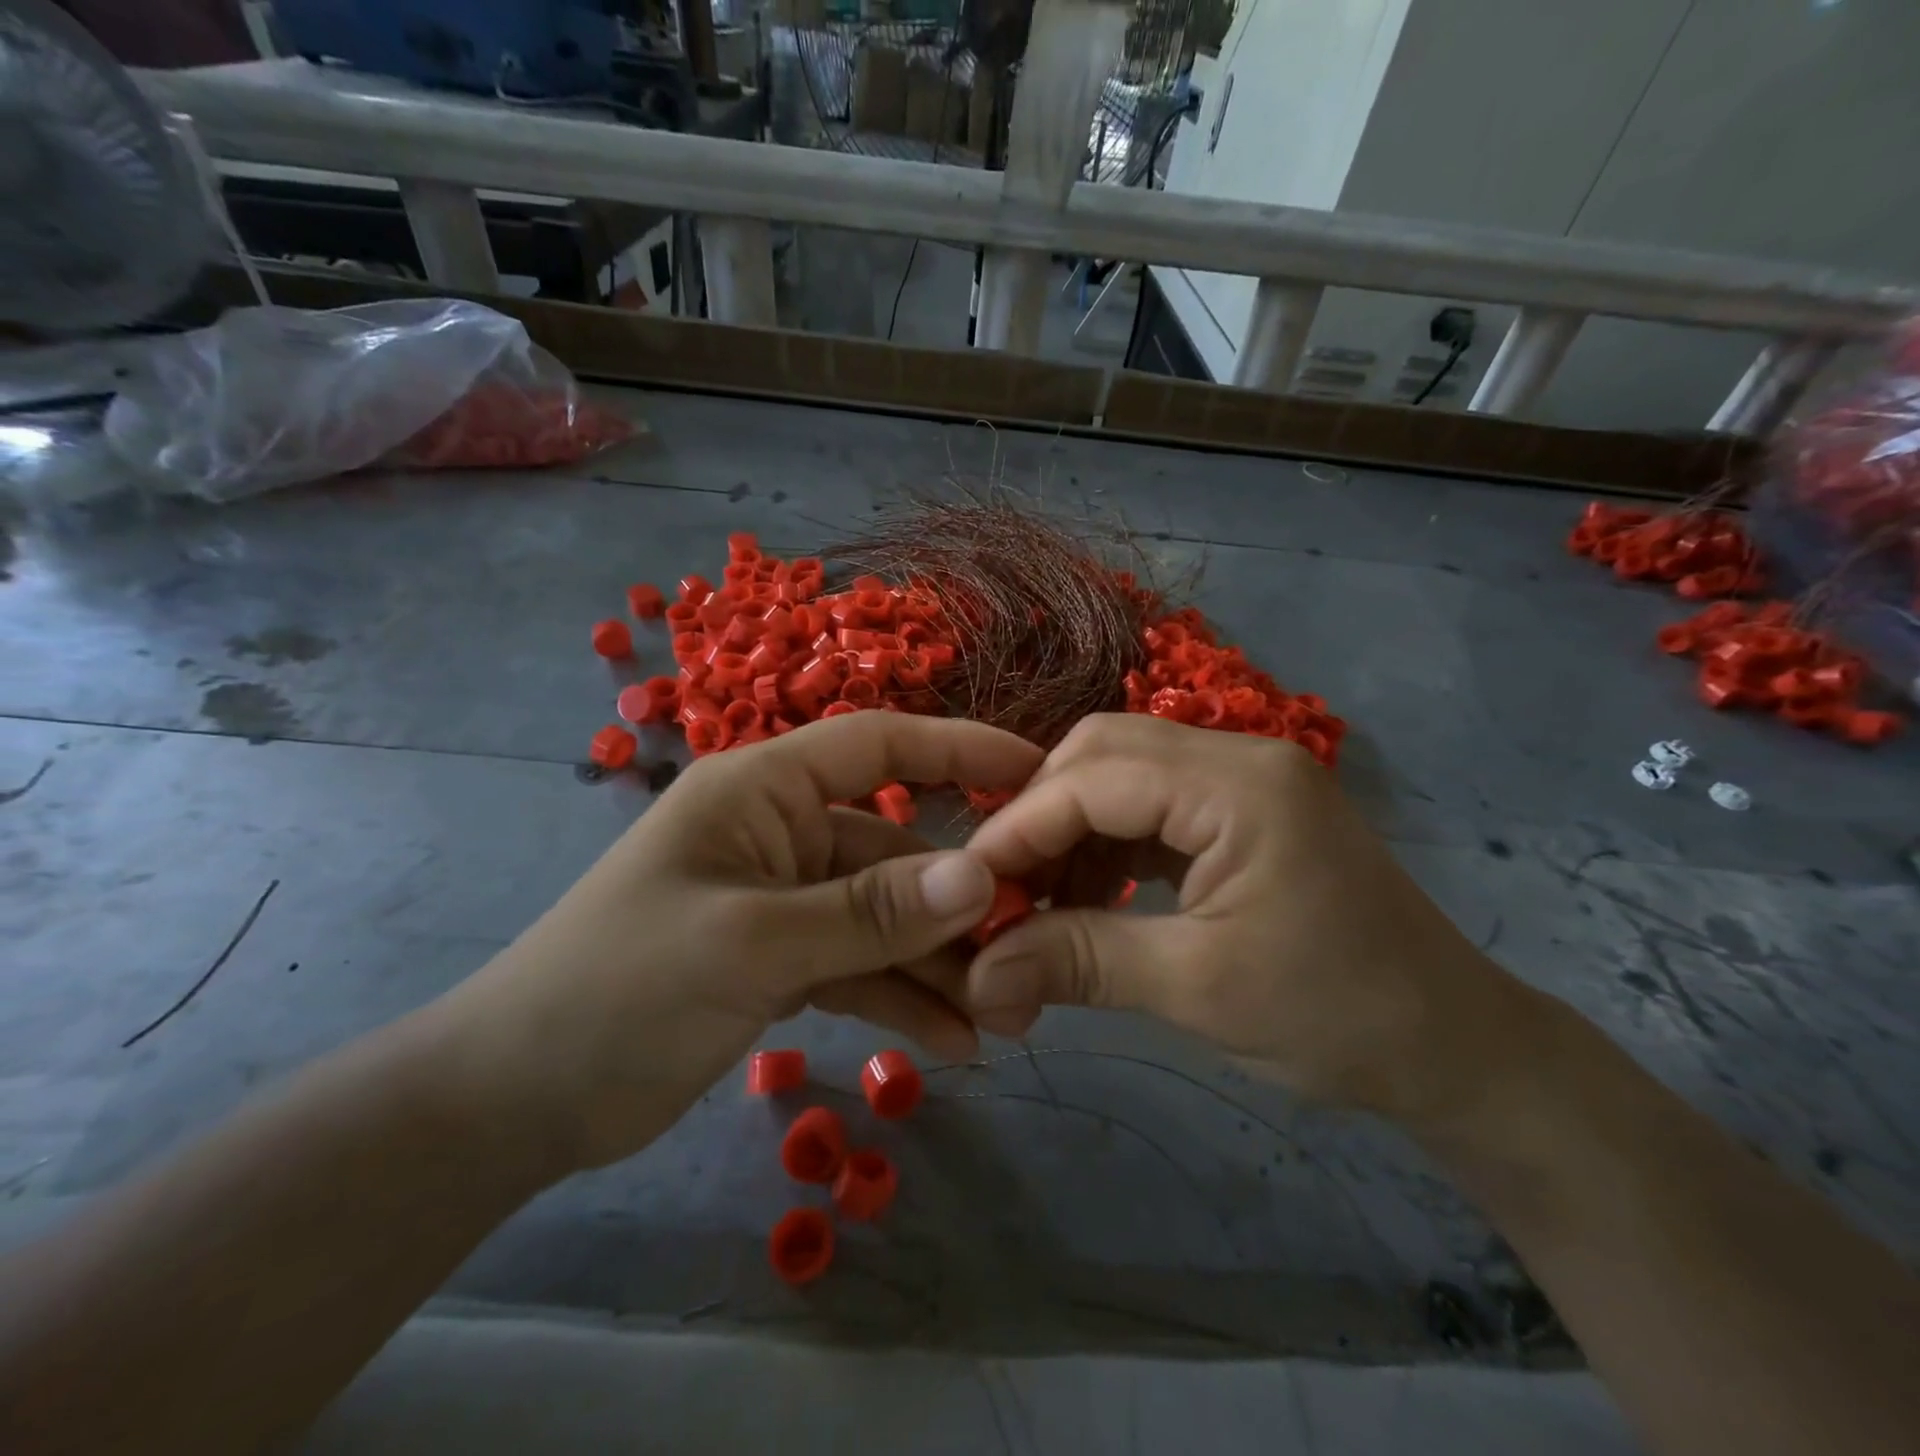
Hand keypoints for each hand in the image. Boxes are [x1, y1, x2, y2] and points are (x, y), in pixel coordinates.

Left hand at [433, 712, 1041, 1170]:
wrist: (515, 1101)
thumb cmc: (619, 989)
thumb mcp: (752, 944)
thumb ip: (869, 913)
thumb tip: (980, 877)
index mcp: (762, 790)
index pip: (877, 745)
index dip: (958, 750)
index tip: (1034, 771)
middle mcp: (780, 832)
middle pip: (892, 851)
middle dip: (957, 901)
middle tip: (1028, 947)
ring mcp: (782, 899)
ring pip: (882, 918)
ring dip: (937, 963)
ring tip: (1001, 1016)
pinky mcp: (780, 959)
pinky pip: (857, 966)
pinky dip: (900, 998)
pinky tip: (951, 1040)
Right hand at [959, 715, 1531, 1125]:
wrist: (1456, 1050)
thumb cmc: (1338, 1017)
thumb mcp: (1198, 989)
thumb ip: (1079, 961)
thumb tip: (977, 975)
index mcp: (1239, 784)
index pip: (1096, 776)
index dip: (1021, 827)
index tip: (967, 886)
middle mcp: (1239, 756)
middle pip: (1104, 753)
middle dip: (1042, 816)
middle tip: (1003, 887)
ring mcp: (1245, 780)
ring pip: (1123, 774)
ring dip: (1071, 831)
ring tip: (1040, 901)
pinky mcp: (1243, 812)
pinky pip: (1152, 806)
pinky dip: (1108, 846)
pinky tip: (1089, 898)